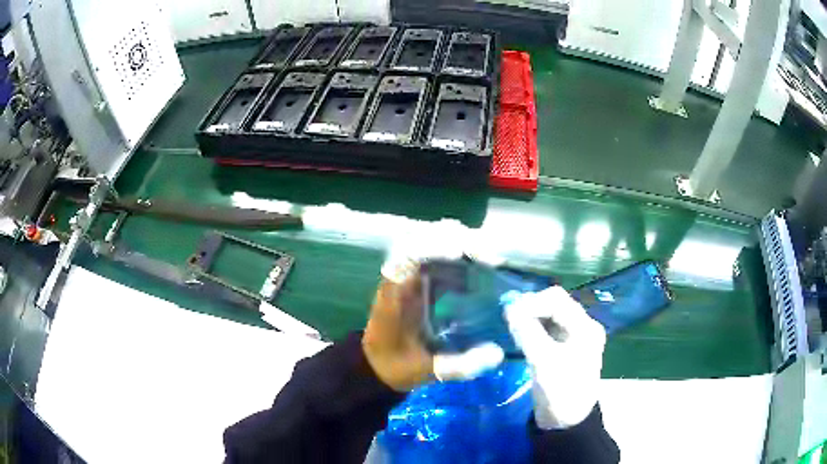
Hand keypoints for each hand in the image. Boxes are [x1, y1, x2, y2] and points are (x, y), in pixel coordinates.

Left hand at [362, 251, 503, 391]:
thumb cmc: (396, 365)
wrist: (375, 365)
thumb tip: (498, 354)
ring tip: (490, 260)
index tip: (461, 252)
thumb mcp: (427, 370)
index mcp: (396, 293)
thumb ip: (460, 365)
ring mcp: (410, 275)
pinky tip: (479, 271)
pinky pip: (439, 257)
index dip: (434, 246)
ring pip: (433, 243)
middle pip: (425, 240)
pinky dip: (460, 258)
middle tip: (490, 257)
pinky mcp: (419, 280)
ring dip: (462, 245)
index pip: (409, 254)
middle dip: (458, 241)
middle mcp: (401, 276)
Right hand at [505, 286, 606, 428]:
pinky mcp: (563, 347)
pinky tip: (519, 334)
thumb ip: (527, 333)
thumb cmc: (560, 392)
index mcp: (585, 327)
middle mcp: (582, 327)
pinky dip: (532, 327)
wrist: (567, 422)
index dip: (531, 302)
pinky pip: (547, 328)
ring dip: (530, 316)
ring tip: (512, 326)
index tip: (509, 314)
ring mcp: (574, 337)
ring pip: (549, 316)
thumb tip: (509, 309)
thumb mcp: (543, 362)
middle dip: (531, 307)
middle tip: (508, 318)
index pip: (557, 300)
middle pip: (555, 304)